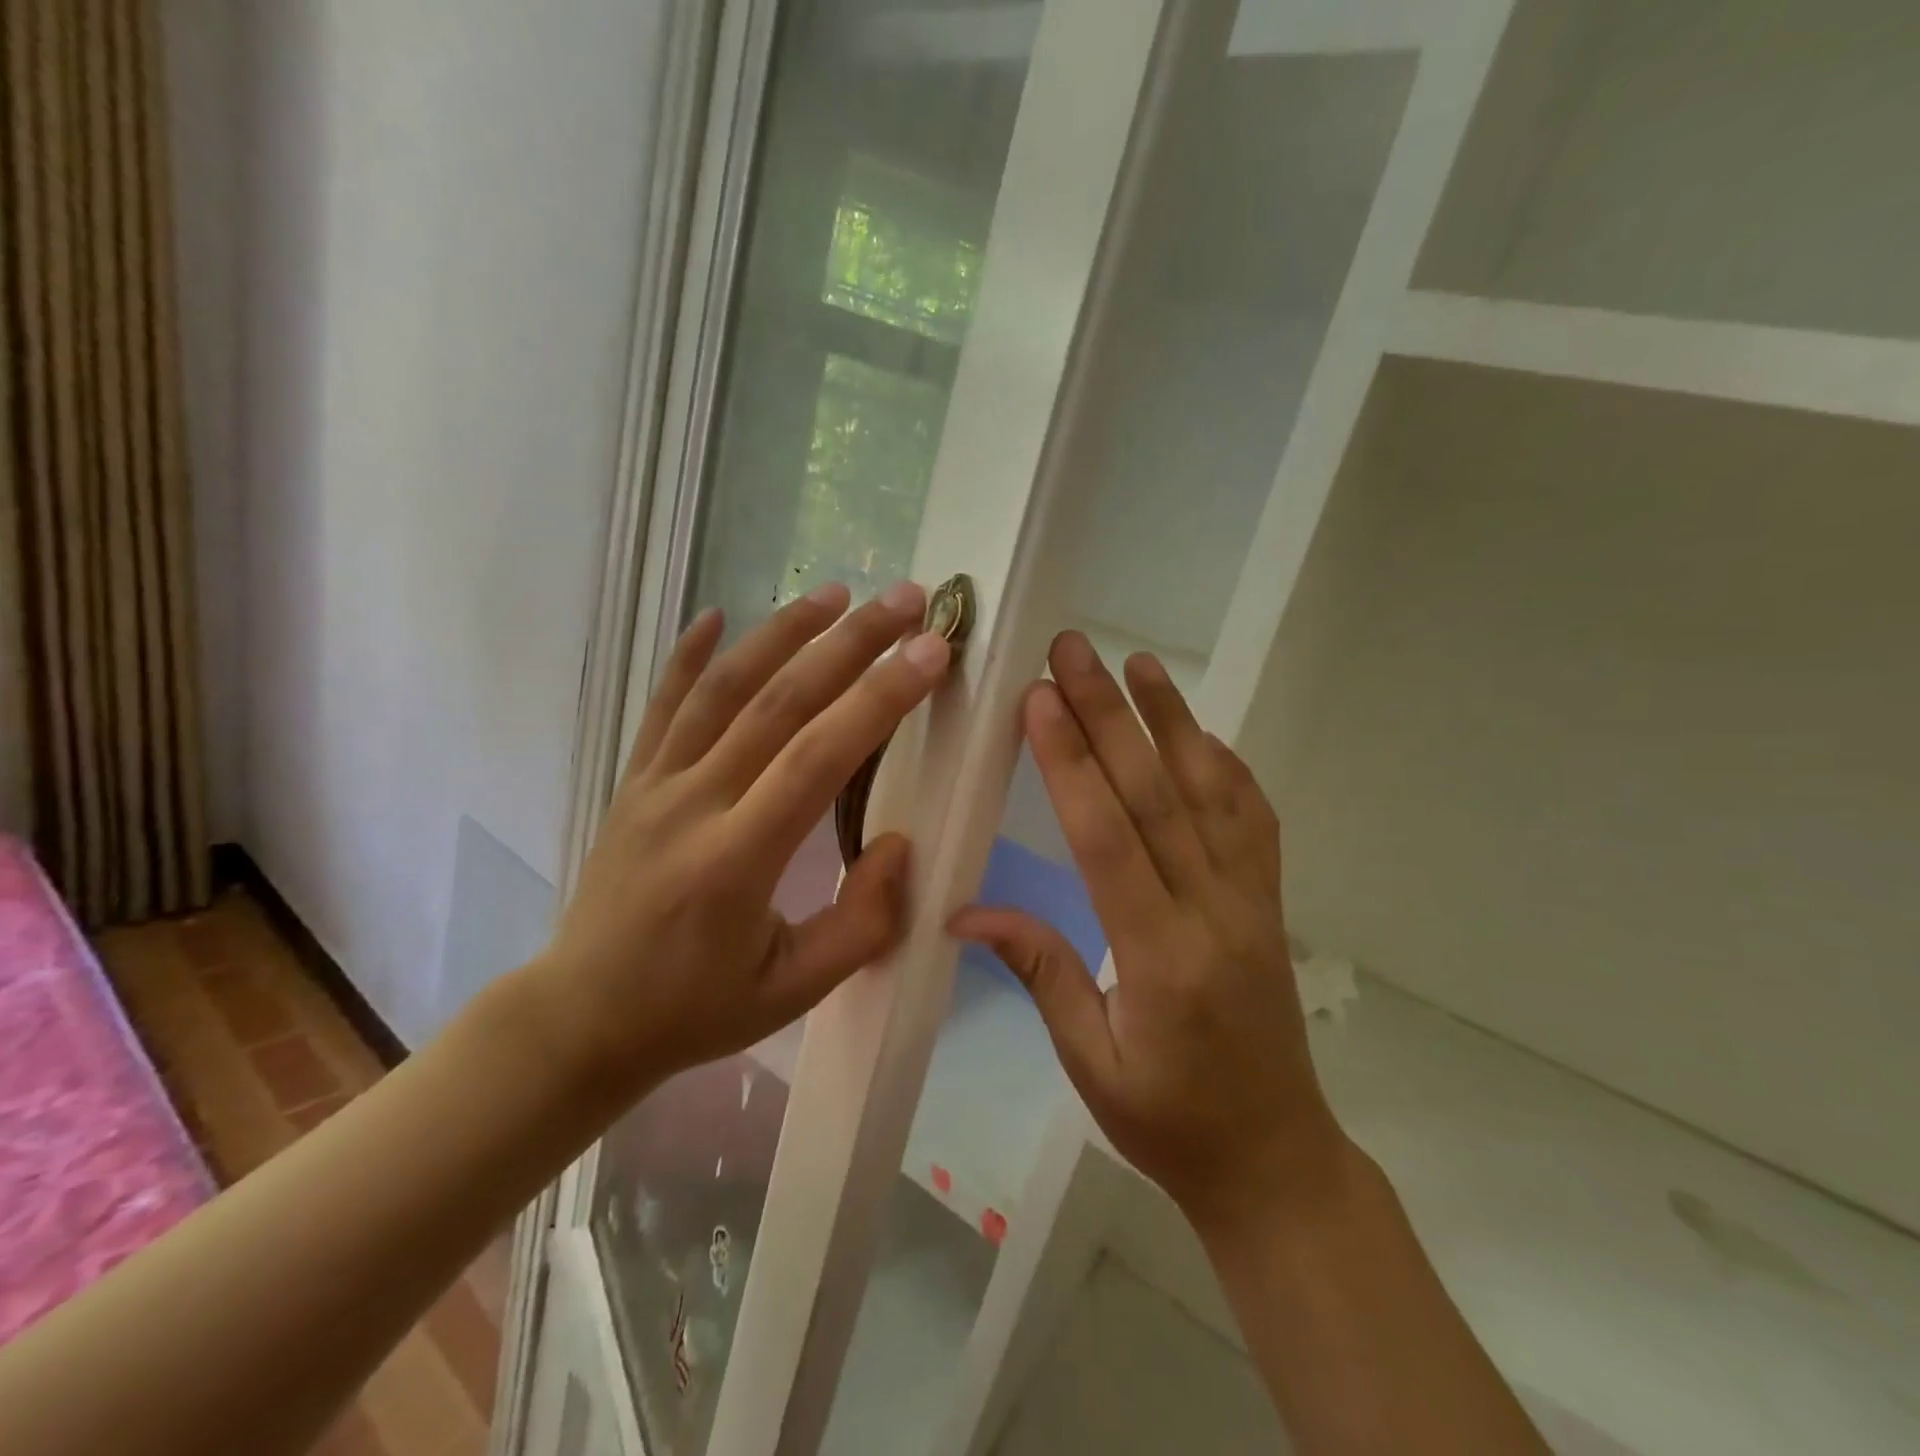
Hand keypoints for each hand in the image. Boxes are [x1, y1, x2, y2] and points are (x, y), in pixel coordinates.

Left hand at [533, 581, 951, 1104]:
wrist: (582, 1017)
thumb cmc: (695, 1010)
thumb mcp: (793, 992)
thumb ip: (860, 924)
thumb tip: (900, 844)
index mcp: (737, 860)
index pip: (819, 758)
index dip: (879, 699)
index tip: (930, 652)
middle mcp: (693, 805)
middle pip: (778, 702)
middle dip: (849, 644)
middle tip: (904, 600)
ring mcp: (655, 785)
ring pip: (722, 689)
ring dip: (781, 633)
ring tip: (834, 593)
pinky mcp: (633, 781)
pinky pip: (662, 706)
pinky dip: (689, 656)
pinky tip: (716, 615)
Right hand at [951, 631, 1345, 1233]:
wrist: (1274, 1158)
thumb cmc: (1168, 1121)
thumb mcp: (1090, 1060)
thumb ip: (1039, 971)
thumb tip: (964, 913)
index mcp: (1159, 957)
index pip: (1107, 838)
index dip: (1071, 763)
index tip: (1040, 699)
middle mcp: (1212, 912)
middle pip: (1155, 795)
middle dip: (1109, 714)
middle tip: (1074, 650)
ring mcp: (1252, 901)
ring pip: (1211, 792)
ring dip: (1172, 720)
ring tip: (1138, 662)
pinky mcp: (1269, 902)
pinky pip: (1253, 820)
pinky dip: (1227, 767)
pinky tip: (1201, 732)